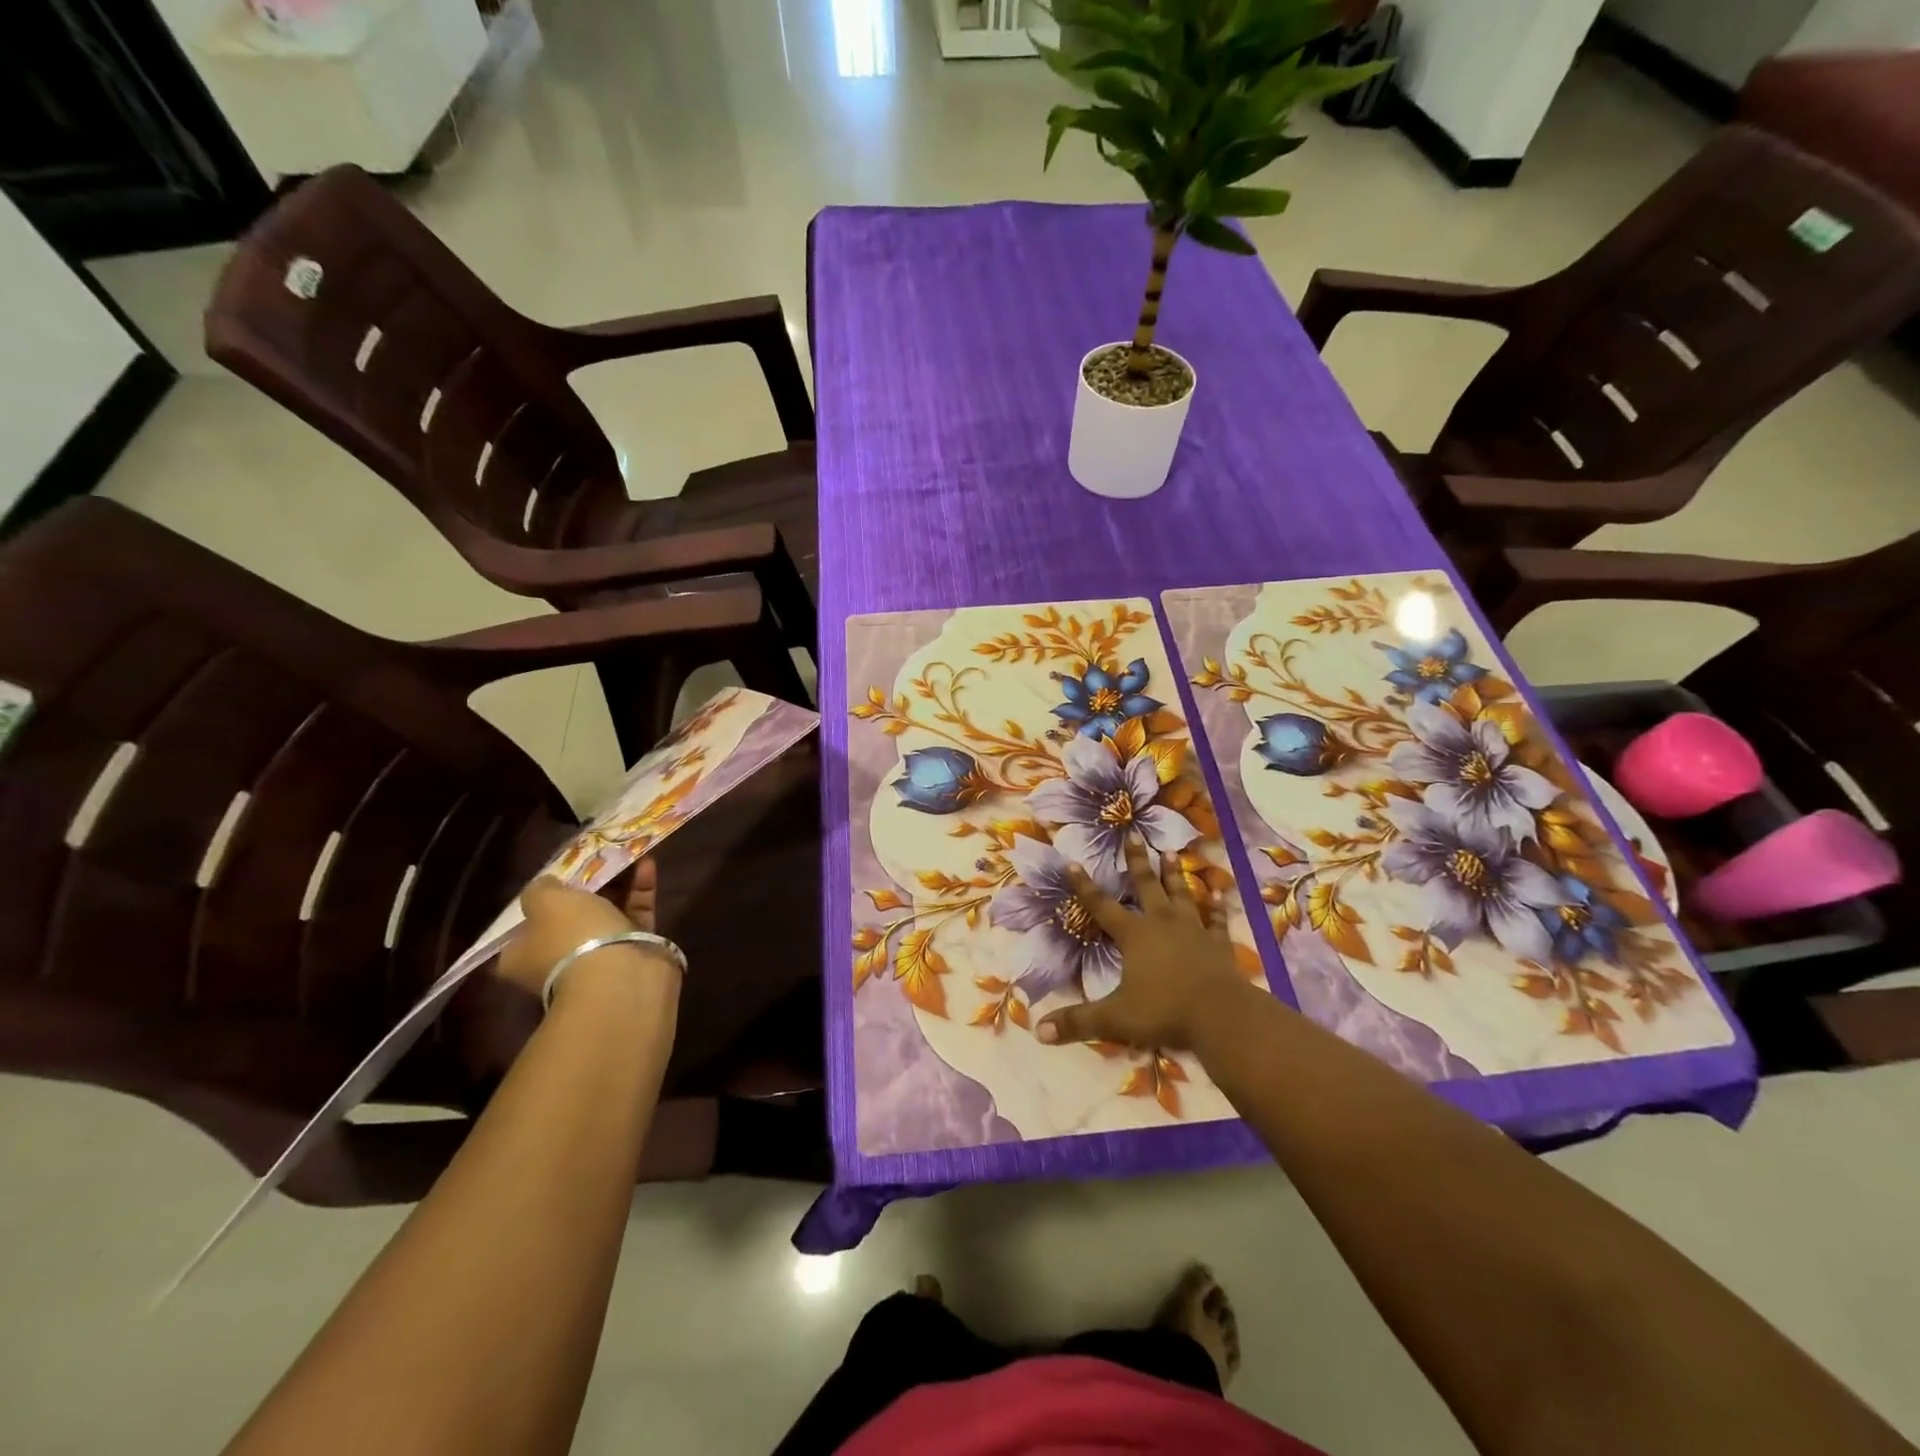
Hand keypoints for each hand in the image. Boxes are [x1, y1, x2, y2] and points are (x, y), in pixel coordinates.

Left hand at [496, 860, 673, 998]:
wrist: (621, 973)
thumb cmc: (572, 936)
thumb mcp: (544, 901)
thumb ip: (540, 888)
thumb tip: (545, 884)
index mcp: (524, 956)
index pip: (525, 926)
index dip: (541, 899)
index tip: (559, 876)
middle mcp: (559, 959)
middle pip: (571, 917)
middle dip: (587, 886)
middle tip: (598, 858)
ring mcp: (599, 957)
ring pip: (607, 913)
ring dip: (618, 883)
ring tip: (627, 852)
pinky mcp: (634, 951)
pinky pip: (636, 914)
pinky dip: (640, 890)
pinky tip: (648, 864)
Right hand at [1036, 837, 1247, 1051]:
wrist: (1220, 1016)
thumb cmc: (1164, 1012)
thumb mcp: (1114, 1019)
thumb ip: (1077, 1022)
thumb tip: (1038, 1032)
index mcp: (1134, 936)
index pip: (1102, 906)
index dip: (1084, 886)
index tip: (1071, 862)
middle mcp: (1161, 924)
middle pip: (1146, 887)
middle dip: (1137, 862)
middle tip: (1134, 836)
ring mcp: (1193, 930)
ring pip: (1181, 895)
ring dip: (1175, 875)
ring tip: (1171, 853)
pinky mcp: (1219, 943)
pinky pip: (1216, 918)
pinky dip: (1216, 904)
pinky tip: (1219, 890)